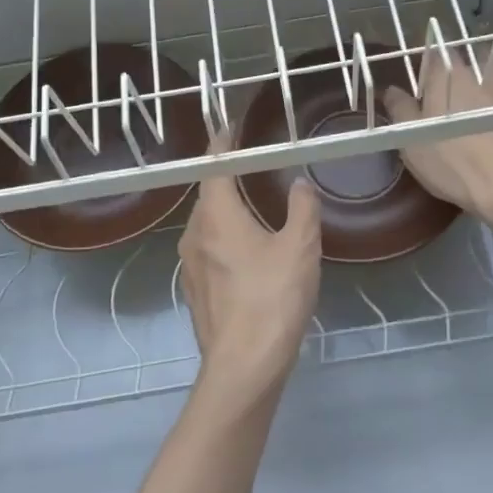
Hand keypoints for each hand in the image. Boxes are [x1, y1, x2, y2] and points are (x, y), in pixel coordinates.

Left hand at [178, 137, 320, 412]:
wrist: (244, 365)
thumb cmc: (272, 298)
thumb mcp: (300, 248)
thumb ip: (302, 209)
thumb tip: (299, 184)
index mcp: (216, 215)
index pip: (213, 165)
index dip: (223, 143)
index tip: (233, 127)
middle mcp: (194, 233)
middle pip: (208, 193)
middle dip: (228, 177)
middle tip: (255, 166)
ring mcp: (190, 264)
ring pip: (207, 223)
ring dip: (227, 210)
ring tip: (255, 205)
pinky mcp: (195, 289)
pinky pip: (209, 249)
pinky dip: (225, 238)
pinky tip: (249, 250)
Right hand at [383, 44, 492, 234]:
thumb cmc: (453, 161)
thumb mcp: (412, 140)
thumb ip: (400, 110)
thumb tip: (391, 90)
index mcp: (445, 75)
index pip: (432, 53)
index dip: (423, 64)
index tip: (417, 79)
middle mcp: (477, 73)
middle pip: (463, 59)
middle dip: (452, 71)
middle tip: (442, 93)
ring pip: (490, 73)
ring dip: (481, 81)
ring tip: (471, 102)